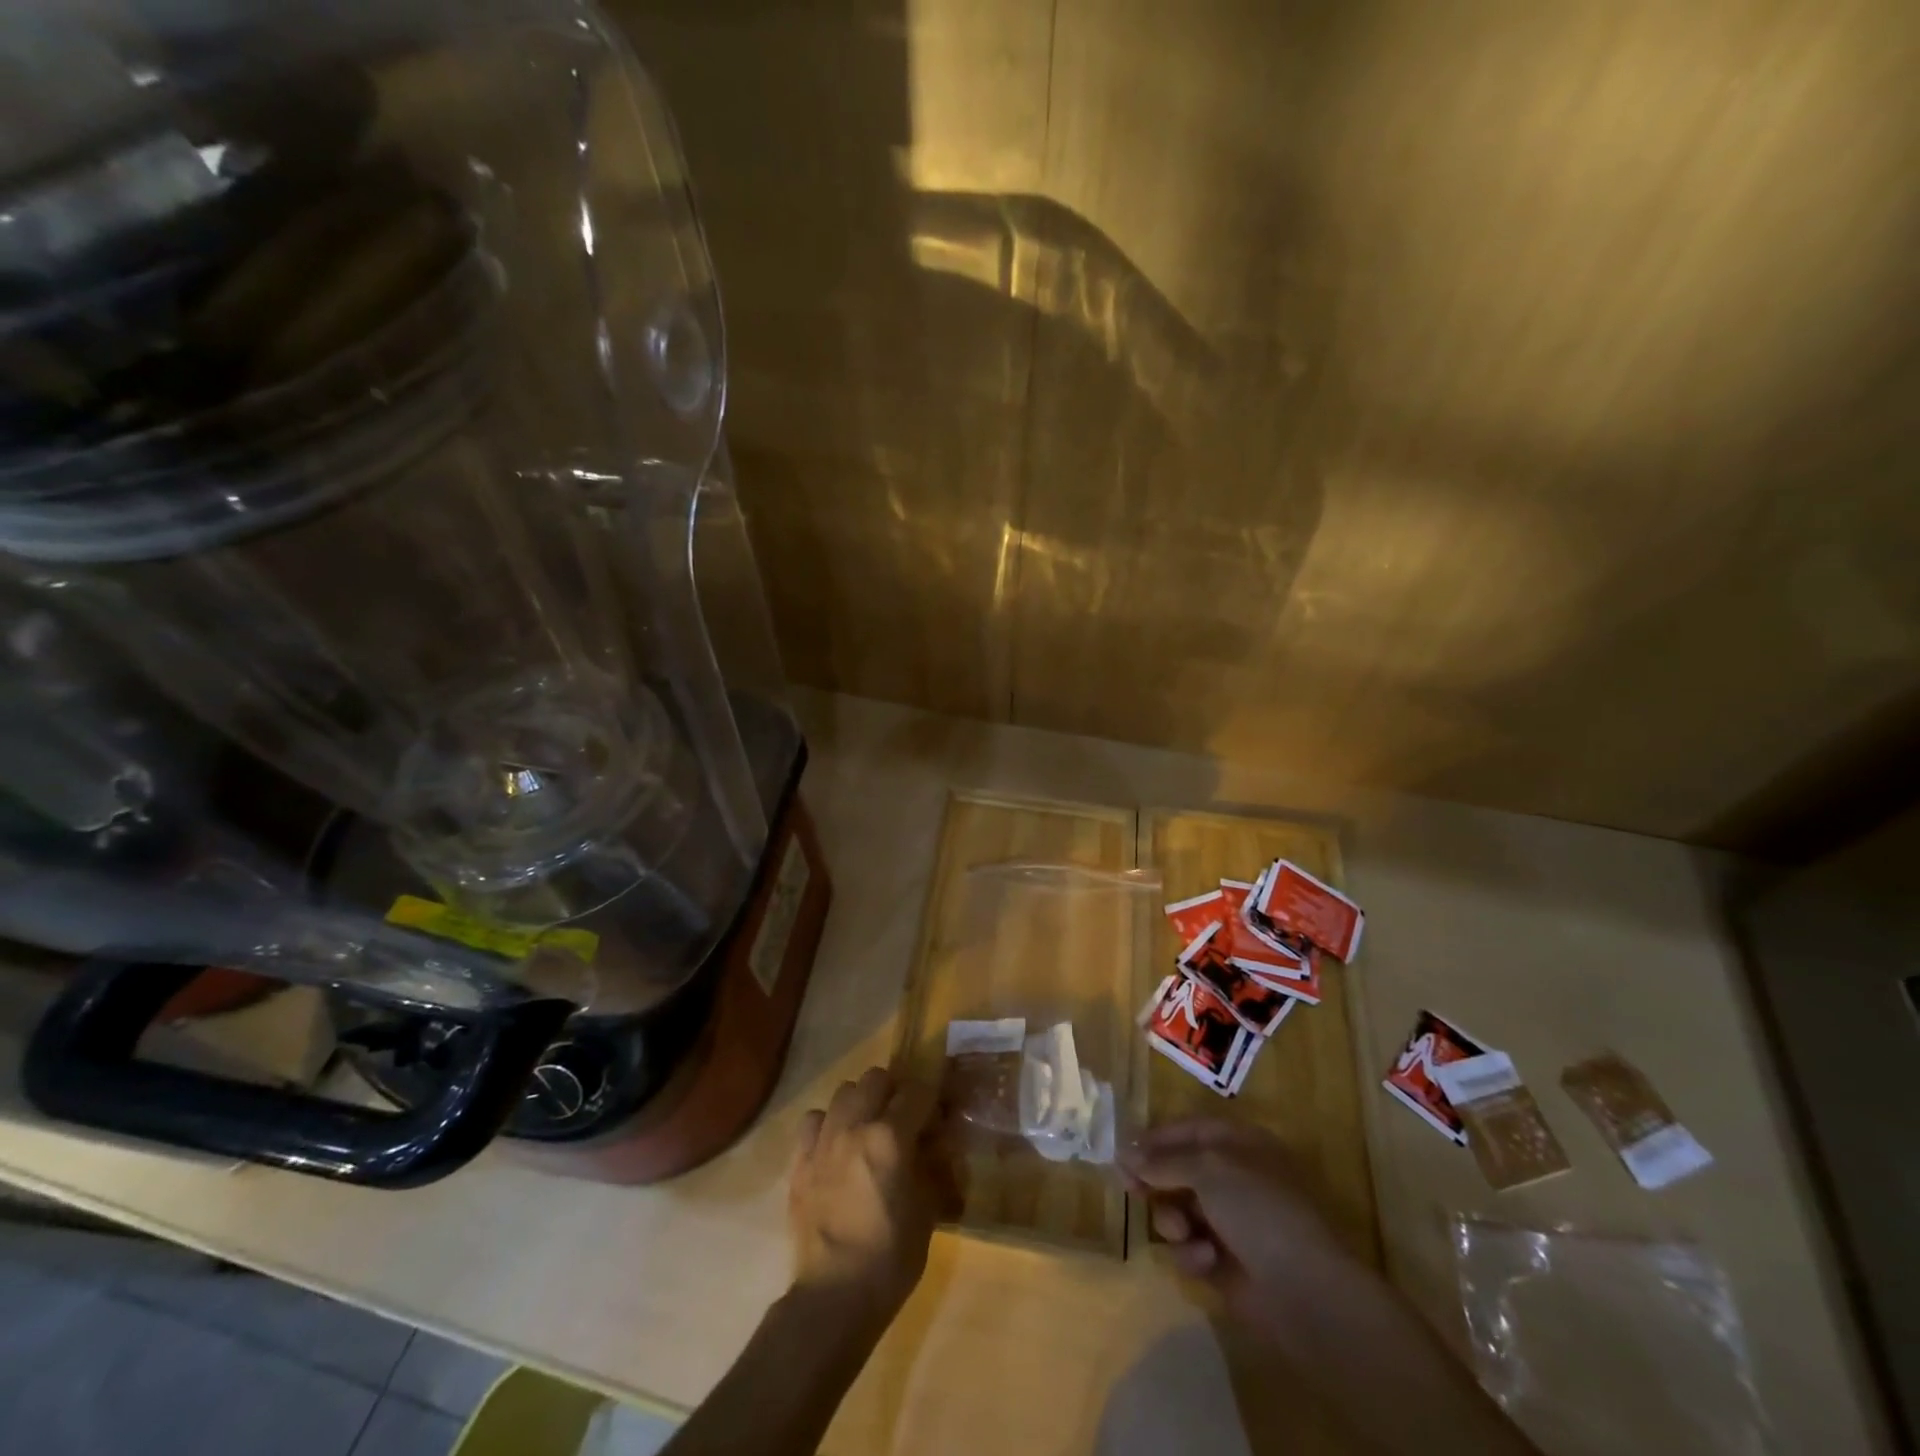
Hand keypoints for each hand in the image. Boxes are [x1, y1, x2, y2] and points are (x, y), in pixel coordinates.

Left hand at [789, 1067, 955, 1321]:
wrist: (834, 1297)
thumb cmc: (891, 1256)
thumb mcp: (928, 1210)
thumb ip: (933, 1165)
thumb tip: (936, 1143)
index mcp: (891, 1136)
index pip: (916, 1091)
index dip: (930, 1098)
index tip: (935, 1115)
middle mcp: (855, 1126)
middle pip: (875, 1078)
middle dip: (893, 1091)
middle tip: (902, 1117)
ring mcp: (823, 1141)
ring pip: (843, 1091)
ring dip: (860, 1102)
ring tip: (867, 1128)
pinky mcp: (800, 1161)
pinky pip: (813, 1119)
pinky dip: (827, 1123)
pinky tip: (836, 1145)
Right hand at [1119, 1118, 1355, 1344]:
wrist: (1305, 1292)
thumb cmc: (1258, 1210)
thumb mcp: (1207, 1169)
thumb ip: (1162, 1160)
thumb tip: (1124, 1152)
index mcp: (1239, 1145)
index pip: (1188, 1130)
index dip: (1155, 1138)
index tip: (1122, 1151)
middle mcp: (1234, 1179)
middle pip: (1179, 1171)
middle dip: (1156, 1181)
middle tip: (1130, 1190)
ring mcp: (1231, 1223)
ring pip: (1179, 1211)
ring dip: (1173, 1220)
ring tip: (1182, 1232)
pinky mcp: (1226, 1264)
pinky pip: (1191, 1248)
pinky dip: (1193, 1253)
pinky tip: (1206, 1261)